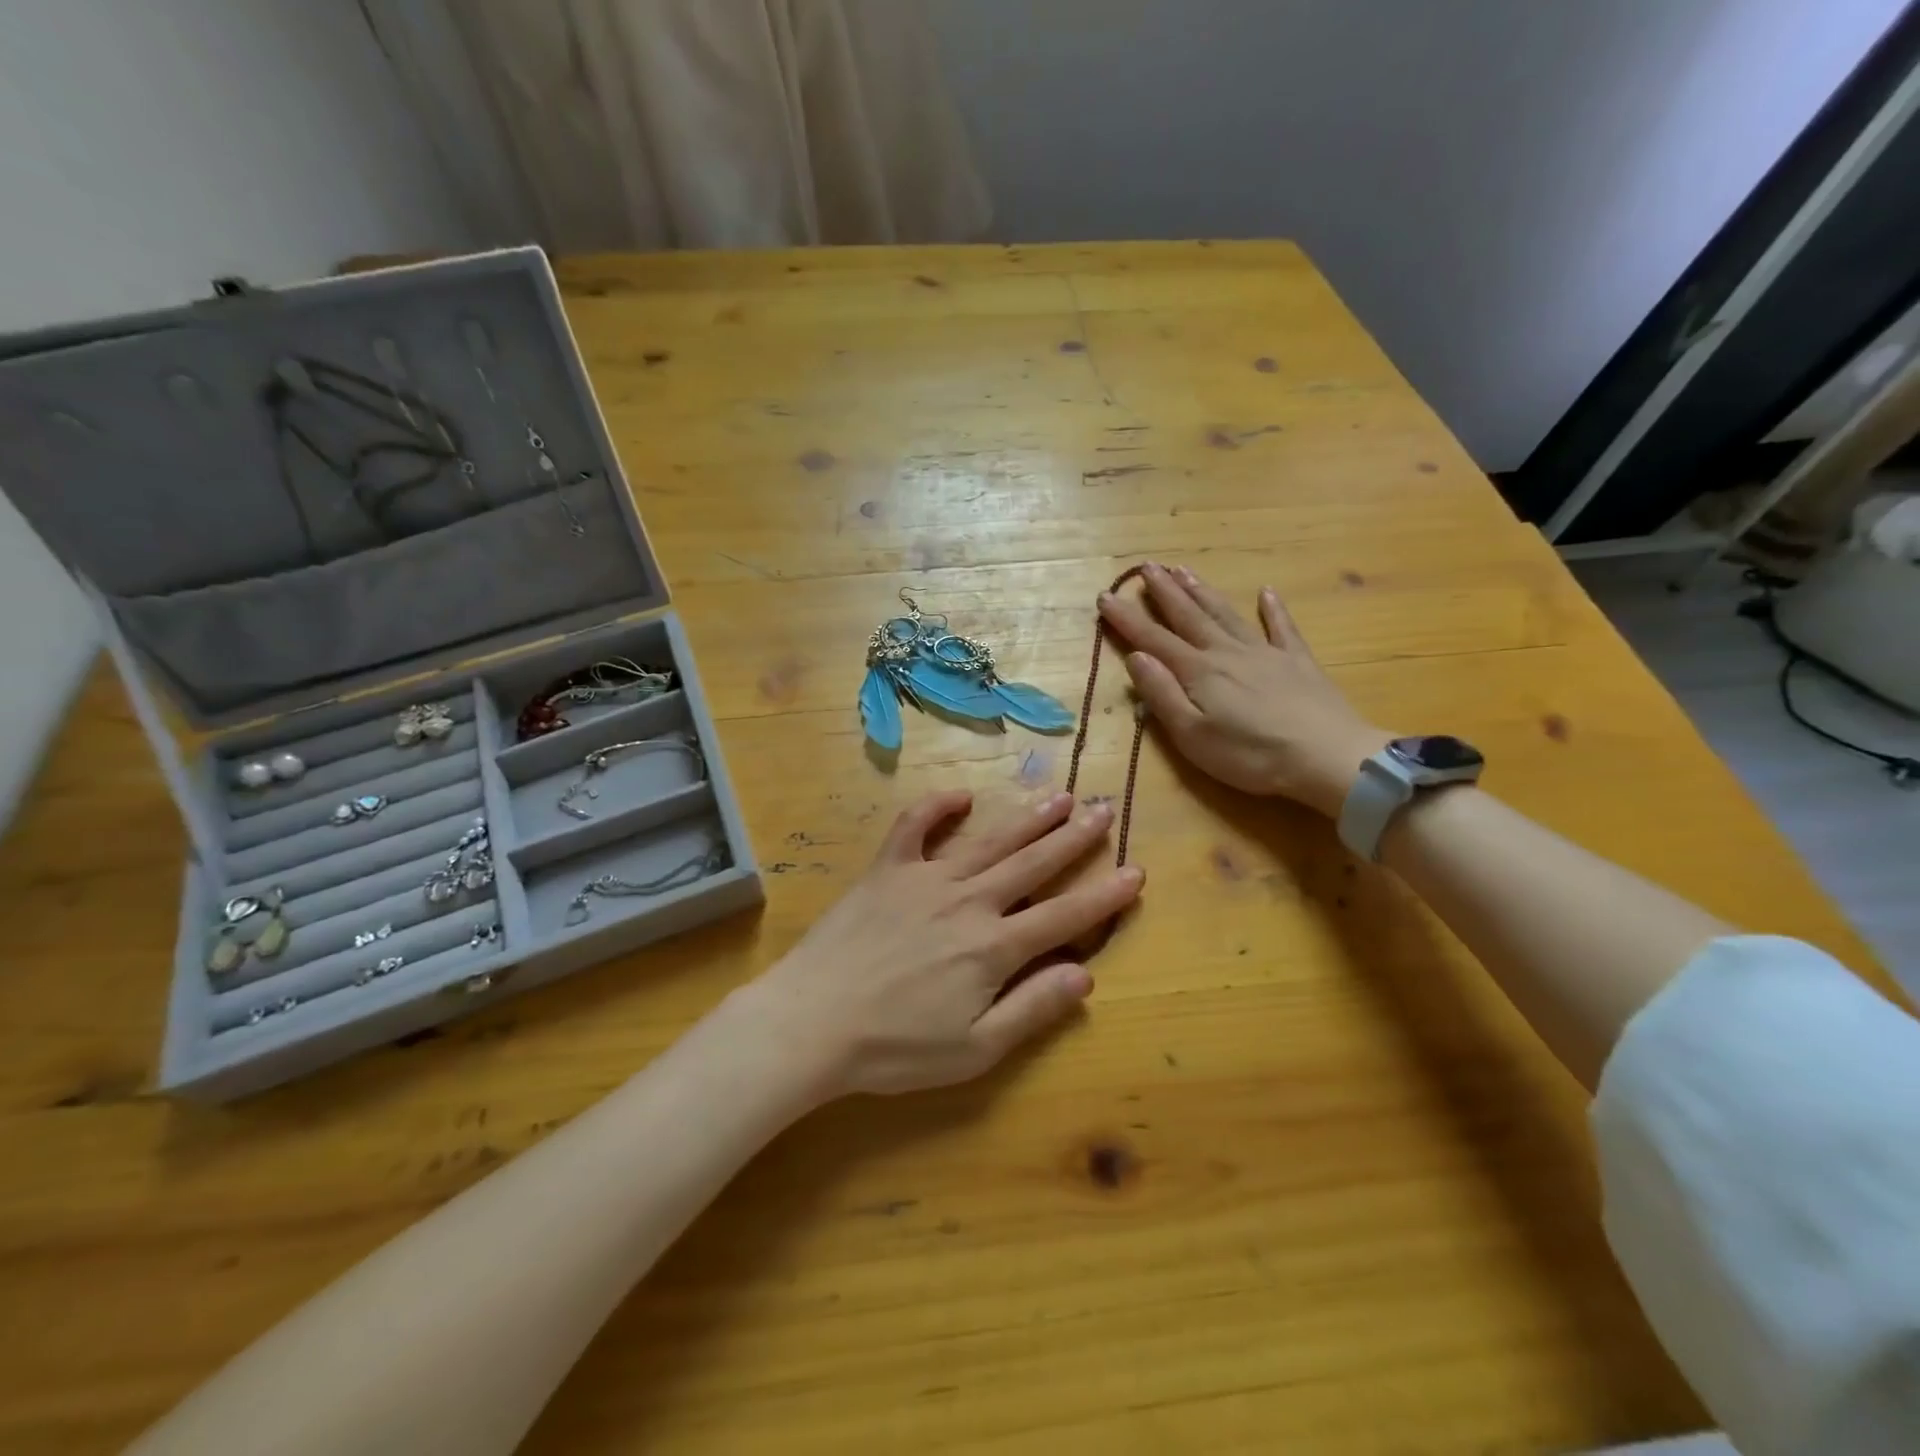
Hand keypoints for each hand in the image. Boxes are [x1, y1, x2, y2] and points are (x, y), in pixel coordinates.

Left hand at [733, 790, 1142, 1099]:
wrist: (812, 1022)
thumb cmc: (894, 1048)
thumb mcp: (974, 1050)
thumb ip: (1032, 1009)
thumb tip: (1085, 974)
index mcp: (994, 947)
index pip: (1064, 915)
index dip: (1104, 895)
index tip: (1136, 872)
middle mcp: (969, 901)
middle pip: (1033, 864)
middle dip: (1074, 838)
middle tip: (1105, 811)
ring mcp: (926, 878)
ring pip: (989, 840)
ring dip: (1027, 818)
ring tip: (1059, 797)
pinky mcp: (886, 870)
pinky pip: (914, 827)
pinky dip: (937, 808)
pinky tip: (960, 796)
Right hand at [1098, 562, 1389, 816]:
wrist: (1328, 757)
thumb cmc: (1251, 755)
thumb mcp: (1192, 735)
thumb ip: (1162, 694)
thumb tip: (1136, 657)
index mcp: (1198, 671)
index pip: (1153, 639)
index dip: (1127, 618)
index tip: (1105, 596)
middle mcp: (1226, 652)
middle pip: (1189, 615)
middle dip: (1164, 591)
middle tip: (1146, 566)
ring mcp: (1265, 653)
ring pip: (1226, 614)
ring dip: (1202, 591)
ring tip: (1183, 570)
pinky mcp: (1297, 662)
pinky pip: (1282, 627)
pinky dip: (1272, 609)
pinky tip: (1266, 592)